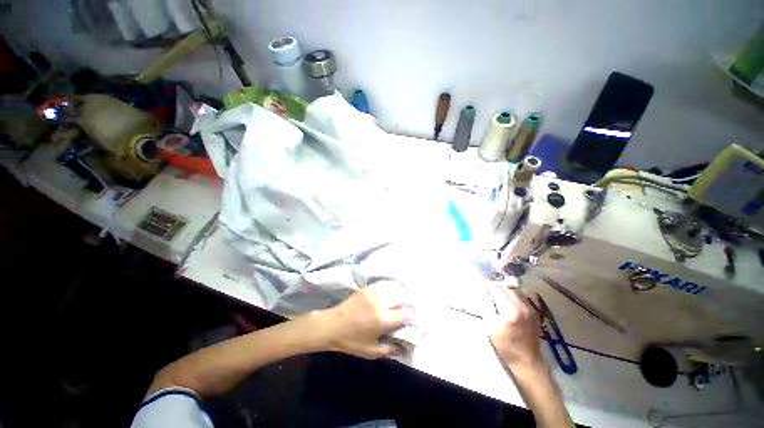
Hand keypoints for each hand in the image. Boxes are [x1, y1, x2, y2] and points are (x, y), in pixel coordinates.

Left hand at [317, 282, 413, 358]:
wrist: (332, 325)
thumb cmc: (351, 341)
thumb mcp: (371, 351)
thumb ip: (390, 349)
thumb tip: (405, 346)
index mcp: (383, 319)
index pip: (405, 314)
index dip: (413, 316)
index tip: (415, 318)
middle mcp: (381, 303)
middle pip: (402, 297)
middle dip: (410, 301)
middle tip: (413, 306)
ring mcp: (374, 293)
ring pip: (394, 288)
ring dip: (402, 293)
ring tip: (405, 298)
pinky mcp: (368, 288)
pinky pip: (384, 285)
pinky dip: (391, 288)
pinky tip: (392, 291)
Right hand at [487, 285, 543, 370]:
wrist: (526, 360)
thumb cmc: (505, 345)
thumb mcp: (490, 326)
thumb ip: (488, 307)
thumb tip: (486, 295)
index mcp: (509, 310)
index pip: (497, 289)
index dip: (488, 285)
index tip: (482, 285)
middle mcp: (521, 306)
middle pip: (507, 287)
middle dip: (497, 286)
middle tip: (488, 287)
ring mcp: (529, 309)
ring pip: (516, 290)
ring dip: (506, 289)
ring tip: (498, 292)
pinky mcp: (534, 312)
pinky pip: (522, 297)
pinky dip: (513, 294)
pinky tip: (508, 299)